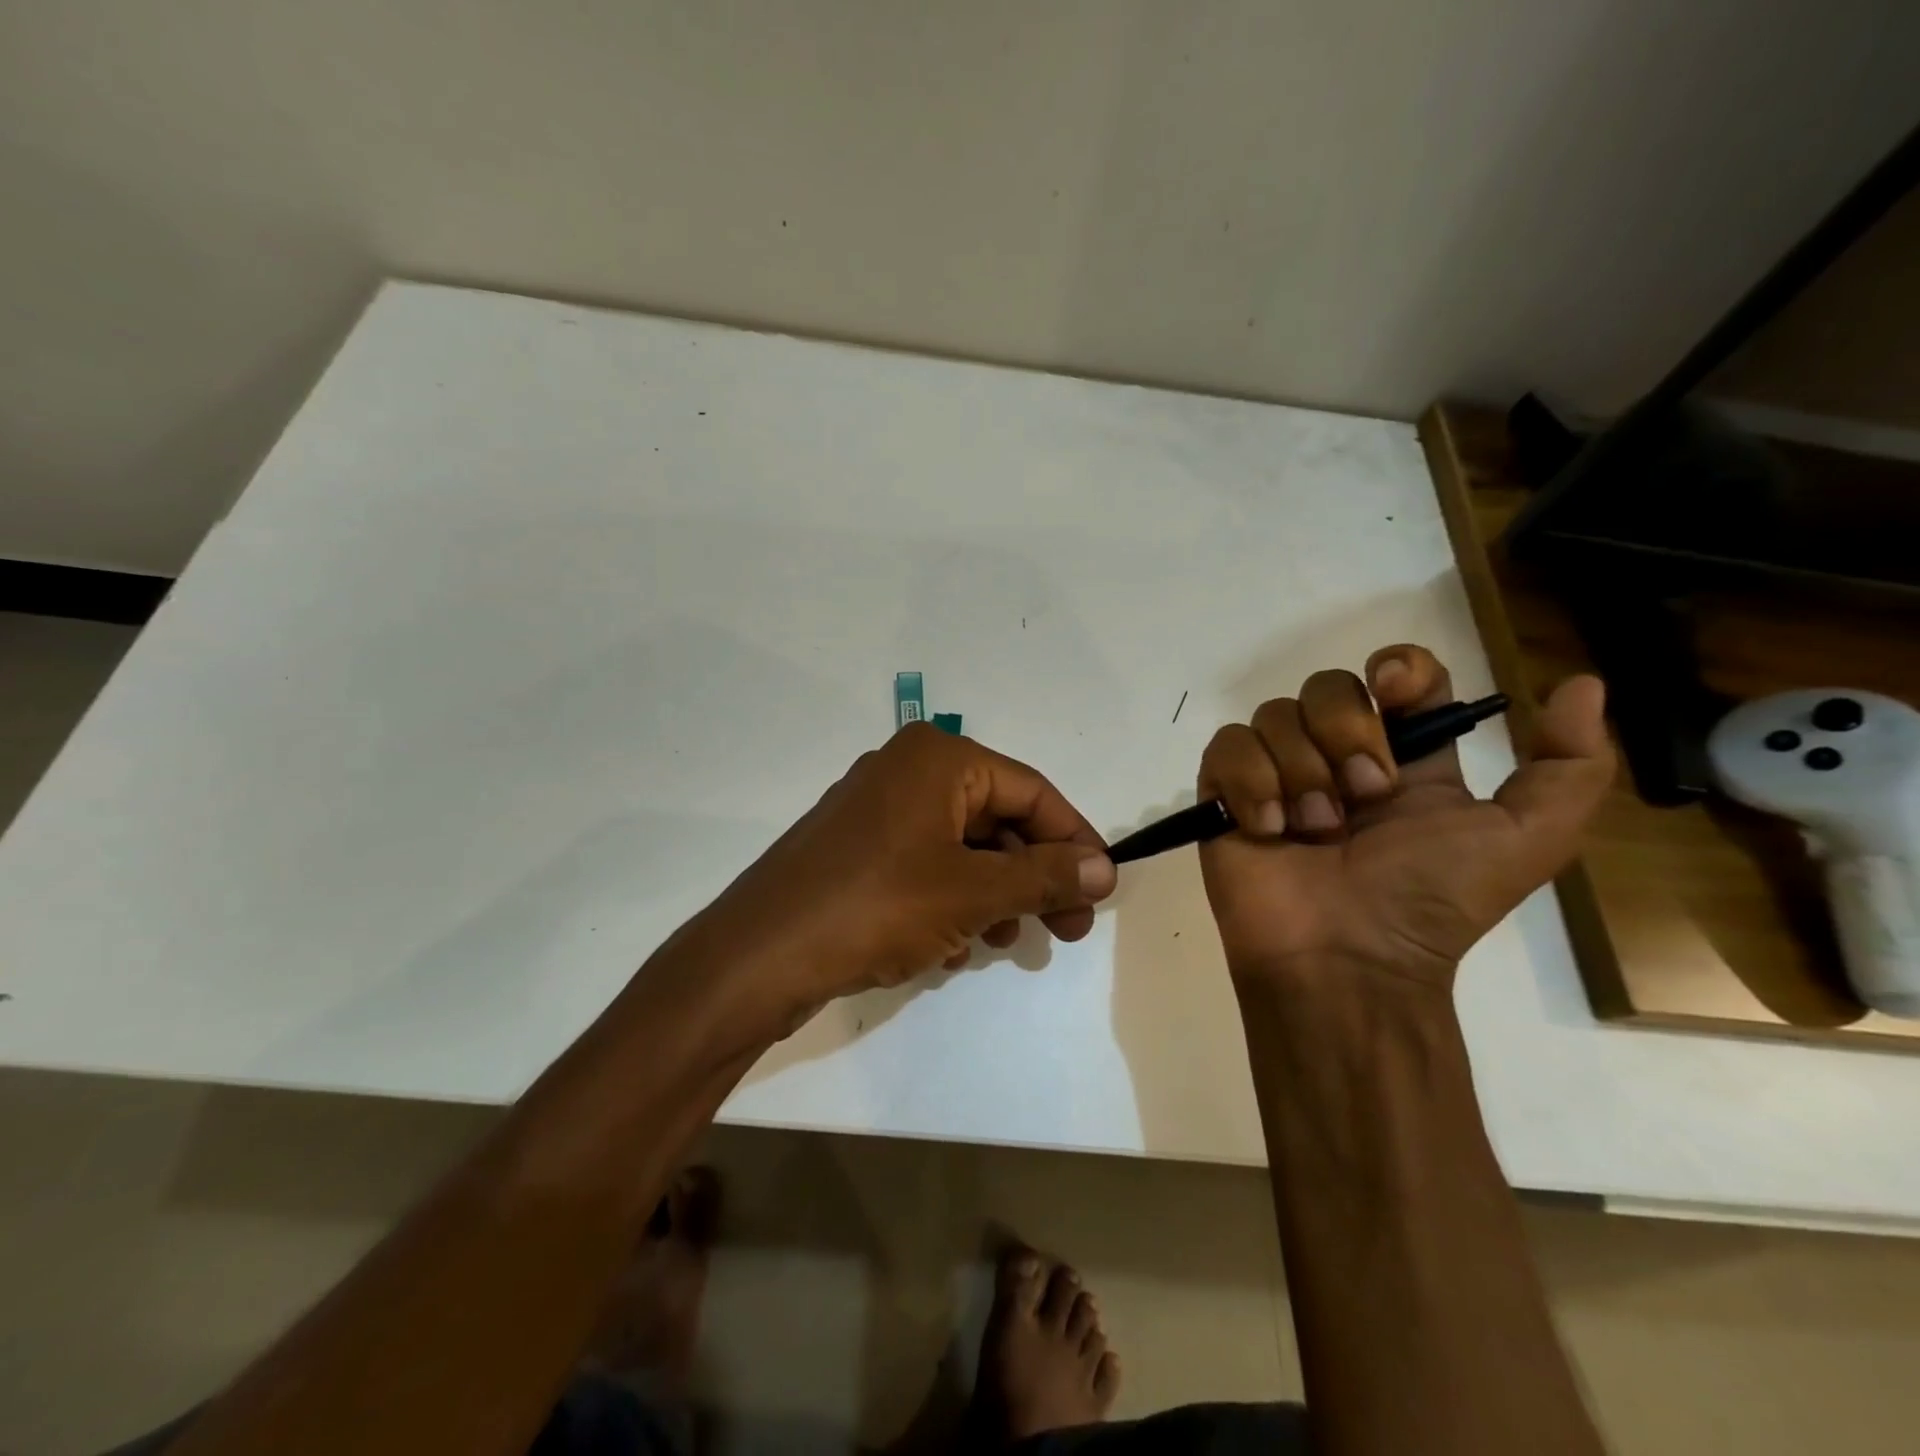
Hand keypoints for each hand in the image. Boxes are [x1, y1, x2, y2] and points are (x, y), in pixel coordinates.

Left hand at [664, 723, 1117, 1035]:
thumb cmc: (876, 906)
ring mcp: (877, 810)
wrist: (760, 955)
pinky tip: (952, 948)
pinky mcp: (857, 850)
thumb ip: (1044, 876)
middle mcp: (907, 770)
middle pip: (997, 818)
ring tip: (1005, 943)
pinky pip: (925, 866)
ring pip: (962, 847)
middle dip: (1034, 876)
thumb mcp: (972, 893)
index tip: (1102, 890)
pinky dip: (951, 901)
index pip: (1031, 791)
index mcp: (938, 758)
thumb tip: (1104, 869)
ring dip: (994, 895)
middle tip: (1067, 930)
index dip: (1074, 840)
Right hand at [1197, 645, 1613, 989]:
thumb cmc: (1429, 899)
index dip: (1397, 668)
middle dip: (1346, 734)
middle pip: (1327, 686)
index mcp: (1404, 759)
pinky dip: (1250, 783)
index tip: (1395, 692)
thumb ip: (1570, 767)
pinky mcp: (1225, 793)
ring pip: (1274, 714)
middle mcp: (1336, 756)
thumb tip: (1583, 684)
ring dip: (1300, 772)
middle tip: (1361, 799)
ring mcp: (1276, 773)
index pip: (1397, 676)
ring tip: (1311, 830)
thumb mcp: (1526, 839)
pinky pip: (1227, 747)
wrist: (1345, 958)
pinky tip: (1268, 827)